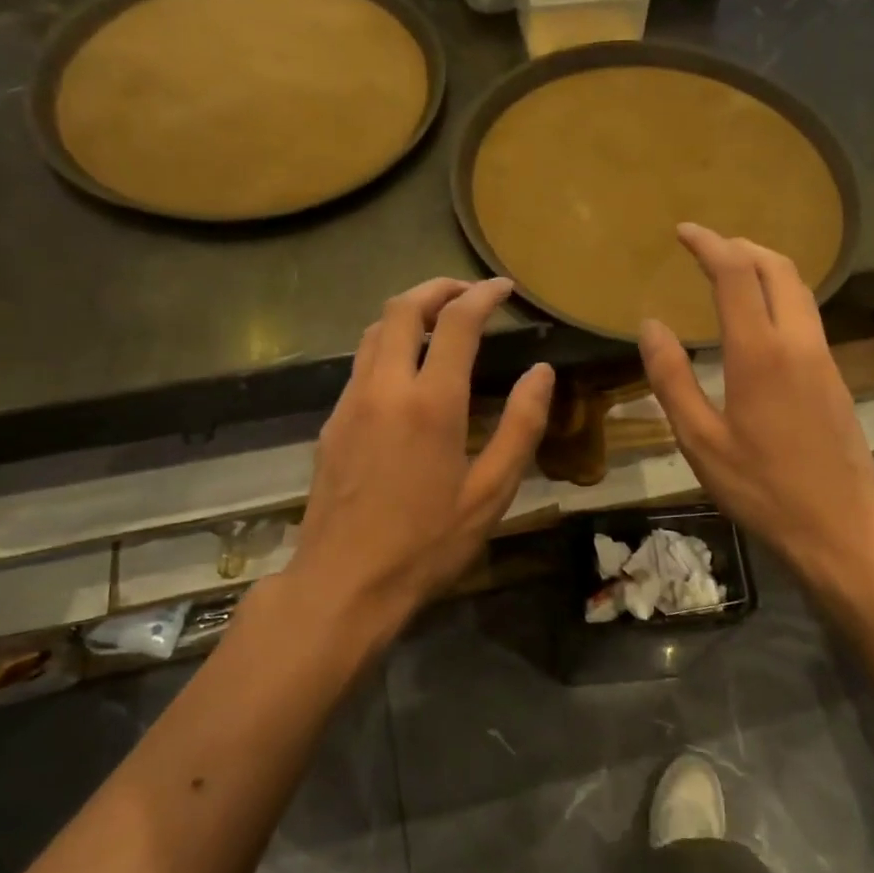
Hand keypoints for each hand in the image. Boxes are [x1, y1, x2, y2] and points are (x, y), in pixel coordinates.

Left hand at [286, 277, 553, 647]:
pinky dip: (389, 346)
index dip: (483, 295)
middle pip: (402, 309)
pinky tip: (408, 373)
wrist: (343, 584)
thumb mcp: (490, 492)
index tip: (503, 288)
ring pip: (374, 332)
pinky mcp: (331, 423)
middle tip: (468, 293)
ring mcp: (350, 403)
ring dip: (408, 313)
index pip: (457, 322)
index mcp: (431, 403)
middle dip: (437, 288)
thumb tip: (542, 373)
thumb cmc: (426, 544)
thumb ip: (521, 426)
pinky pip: (361, 364)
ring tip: (439, 322)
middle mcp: (385, 388)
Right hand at [637, 224, 873, 611]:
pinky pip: (807, 315)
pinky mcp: (835, 376)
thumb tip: (650, 326)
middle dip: (741, 246)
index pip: (735, 275)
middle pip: (777, 268)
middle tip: (707, 247)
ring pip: (799, 289)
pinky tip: (759, 320)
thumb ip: (672, 379)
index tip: (683, 232)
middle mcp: (797, 342)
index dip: (709, 245)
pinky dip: (779, 295)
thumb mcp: (700, 442)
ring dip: (764, 267)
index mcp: (759, 353)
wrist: (841, 526)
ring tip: (731, 272)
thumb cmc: (762, 489)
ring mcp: (823, 358)